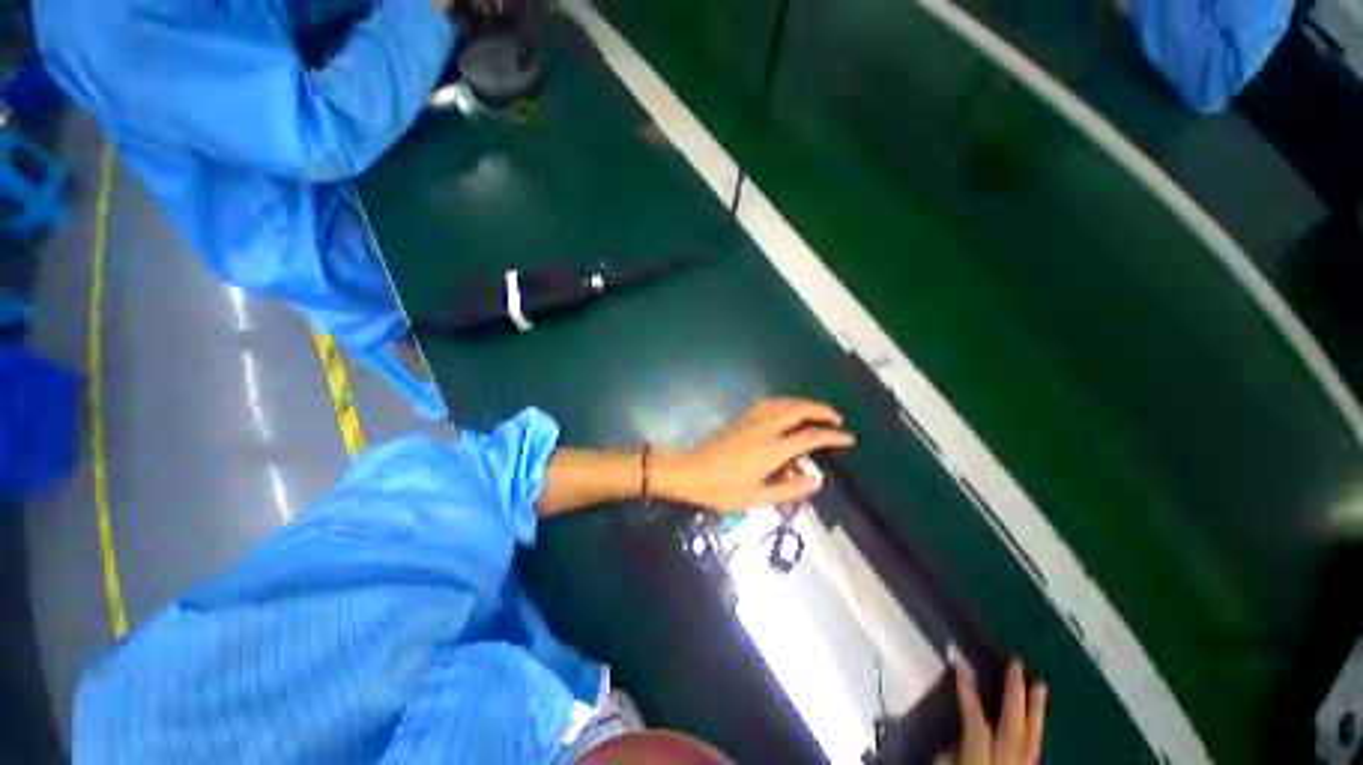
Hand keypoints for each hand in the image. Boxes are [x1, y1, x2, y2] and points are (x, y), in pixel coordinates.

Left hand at [656, 398, 854, 511]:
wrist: (689, 471)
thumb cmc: (722, 489)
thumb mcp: (757, 498)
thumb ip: (789, 489)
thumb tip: (817, 481)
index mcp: (771, 448)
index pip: (810, 437)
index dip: (832, 436)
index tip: (849, 437)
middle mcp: (764, 428)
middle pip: (798, 410)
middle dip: (821, 410)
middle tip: (837, 418)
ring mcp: (751, 419)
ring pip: (783, 402)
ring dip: (803, 403)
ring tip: (816, 411)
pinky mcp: (740, 418)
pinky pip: (769, 403)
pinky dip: (785, 402)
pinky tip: (785, 409)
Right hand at [955, 659, 1046, 764]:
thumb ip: (953, 748)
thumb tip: (959, 726)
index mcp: (981, 763)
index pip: (977, 722)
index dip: (968, 692)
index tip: (960, 662)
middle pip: (1015, 728)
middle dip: (1016, 695)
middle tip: (1016, 663)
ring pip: (1033, 739)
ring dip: (1036, 710)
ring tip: (1040, 685)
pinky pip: (1034, 749)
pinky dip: (1035, 729)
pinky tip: (1036, 718)